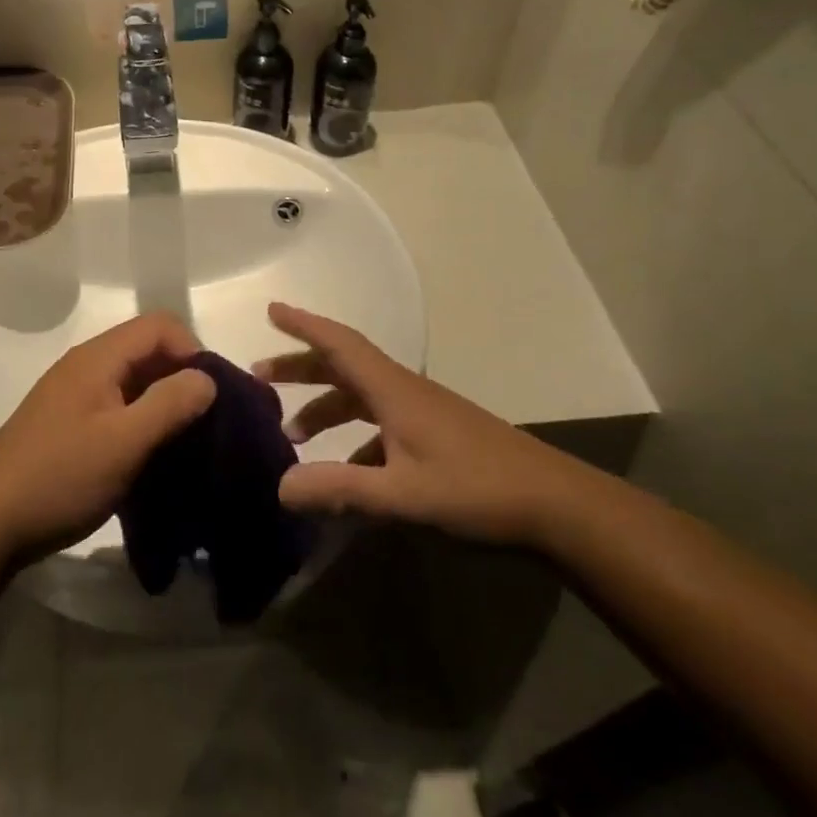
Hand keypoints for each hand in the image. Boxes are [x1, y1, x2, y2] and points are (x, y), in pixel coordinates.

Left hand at [0, 314, 216, 558]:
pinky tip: (151, 455)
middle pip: (147, 350)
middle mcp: (85, 366)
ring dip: (163, 402)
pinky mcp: (69, 424)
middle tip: (205, 422)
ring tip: (184, 441)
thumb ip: (170, 404)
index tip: (211, 396)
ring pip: (134, 381)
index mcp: (98, 358)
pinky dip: (142, 420)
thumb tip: (206, 378)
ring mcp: (74, 396)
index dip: (193, 351)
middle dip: (181, 377)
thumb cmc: (60, 477)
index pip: (160, 325)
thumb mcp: (124, 442)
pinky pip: (117, 406)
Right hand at [253, 303, 592, 546]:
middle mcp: (404, 392)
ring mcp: (423, 414)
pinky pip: (381, 424)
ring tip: (293, 437)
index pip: (340, 344)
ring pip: (361, 397)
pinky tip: (347, 473)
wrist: (556, 506)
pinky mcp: (437, 436)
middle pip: (344, 367)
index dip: (304, 325)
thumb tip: (280, 488)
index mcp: (394, 391)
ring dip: (325, 408)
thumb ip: (341, 490)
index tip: (271, 310)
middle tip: (261, 378)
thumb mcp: (402, 495)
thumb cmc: (477, 490)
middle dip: (301, 368)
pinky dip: (354, 439)